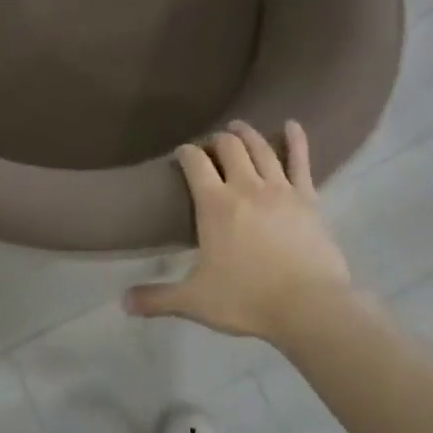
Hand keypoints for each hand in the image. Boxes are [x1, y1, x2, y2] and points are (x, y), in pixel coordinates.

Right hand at [125, 120, 355, 342]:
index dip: (186, 152)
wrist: (309, 307)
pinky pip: (301, 162)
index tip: (182, 153)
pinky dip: (296, 140)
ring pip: (260, 148)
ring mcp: (280, 189)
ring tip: (238, 127)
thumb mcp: (195, 301)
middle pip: (229, 147)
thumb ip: (158, 298)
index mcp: (214, 204)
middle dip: (217, 140)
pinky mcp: (308, 198)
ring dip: (246, 134)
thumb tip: (123, 302)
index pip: (195, 162)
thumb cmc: (247, 300)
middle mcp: (245, 186)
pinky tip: (291, 124)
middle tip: (212, 146)